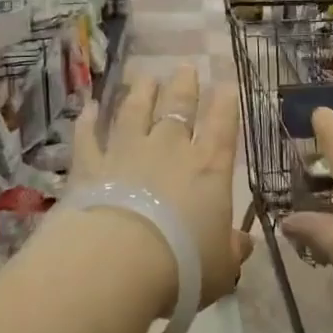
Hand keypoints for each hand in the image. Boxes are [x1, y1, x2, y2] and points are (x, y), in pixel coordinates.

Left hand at [71, 63, 252, 312]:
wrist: (118, 264)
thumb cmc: (183, 266)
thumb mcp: (220, 265)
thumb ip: (232, 249)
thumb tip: (244, 243)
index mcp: (209, 167)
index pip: (223, 124)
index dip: (226, 103)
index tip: (227, 85)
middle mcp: (170, 149)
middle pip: (179, 107)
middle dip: (185, 86)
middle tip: (186, 67)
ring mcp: (127, 152)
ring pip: (135, 111)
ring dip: (140, 92)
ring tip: (144, 76)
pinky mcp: (90, 166)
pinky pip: (88, 137)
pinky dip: (88, 121)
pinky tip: (89, 107)